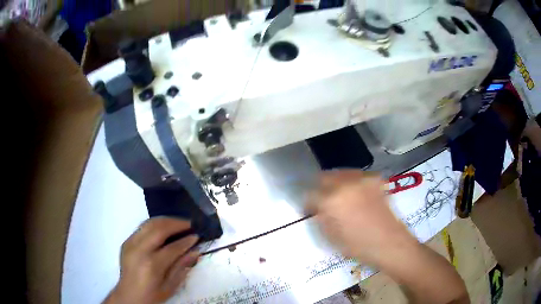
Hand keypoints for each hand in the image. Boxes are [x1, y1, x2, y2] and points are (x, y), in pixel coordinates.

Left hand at [105, 218, 198, 303]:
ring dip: (165, 220)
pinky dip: (155, 224)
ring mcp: (131, 243)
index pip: (172, 247)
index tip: (197, 236)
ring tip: (178, 222)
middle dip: (176, 223)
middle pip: (158, 228)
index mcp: (152, 265)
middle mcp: (139, 250)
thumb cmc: (152, 295)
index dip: (186, 240)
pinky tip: (164, 228)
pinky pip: (142, 227)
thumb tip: (195, 251)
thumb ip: (182, 267)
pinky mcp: (127, 241)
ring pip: (149, 223)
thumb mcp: (170, 287)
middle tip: (189, 223)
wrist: (129, 295)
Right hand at [306, 170, 415, 264]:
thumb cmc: (358, 245)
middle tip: (324, 201)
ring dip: (336, 183)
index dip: (308, 203)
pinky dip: (352, 183)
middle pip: (324, 176)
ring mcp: (362, 178)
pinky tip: (357, 195)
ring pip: (341, 173)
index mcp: (331, 200)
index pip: (310, 194)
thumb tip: (316, 208)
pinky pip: (357, 176)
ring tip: (341, 197)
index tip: (311, 210)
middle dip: (321, 188)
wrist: (389, 242)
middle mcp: (345, 183)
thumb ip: (320, 218)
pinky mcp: (375, 179)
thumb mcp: (331, 236)